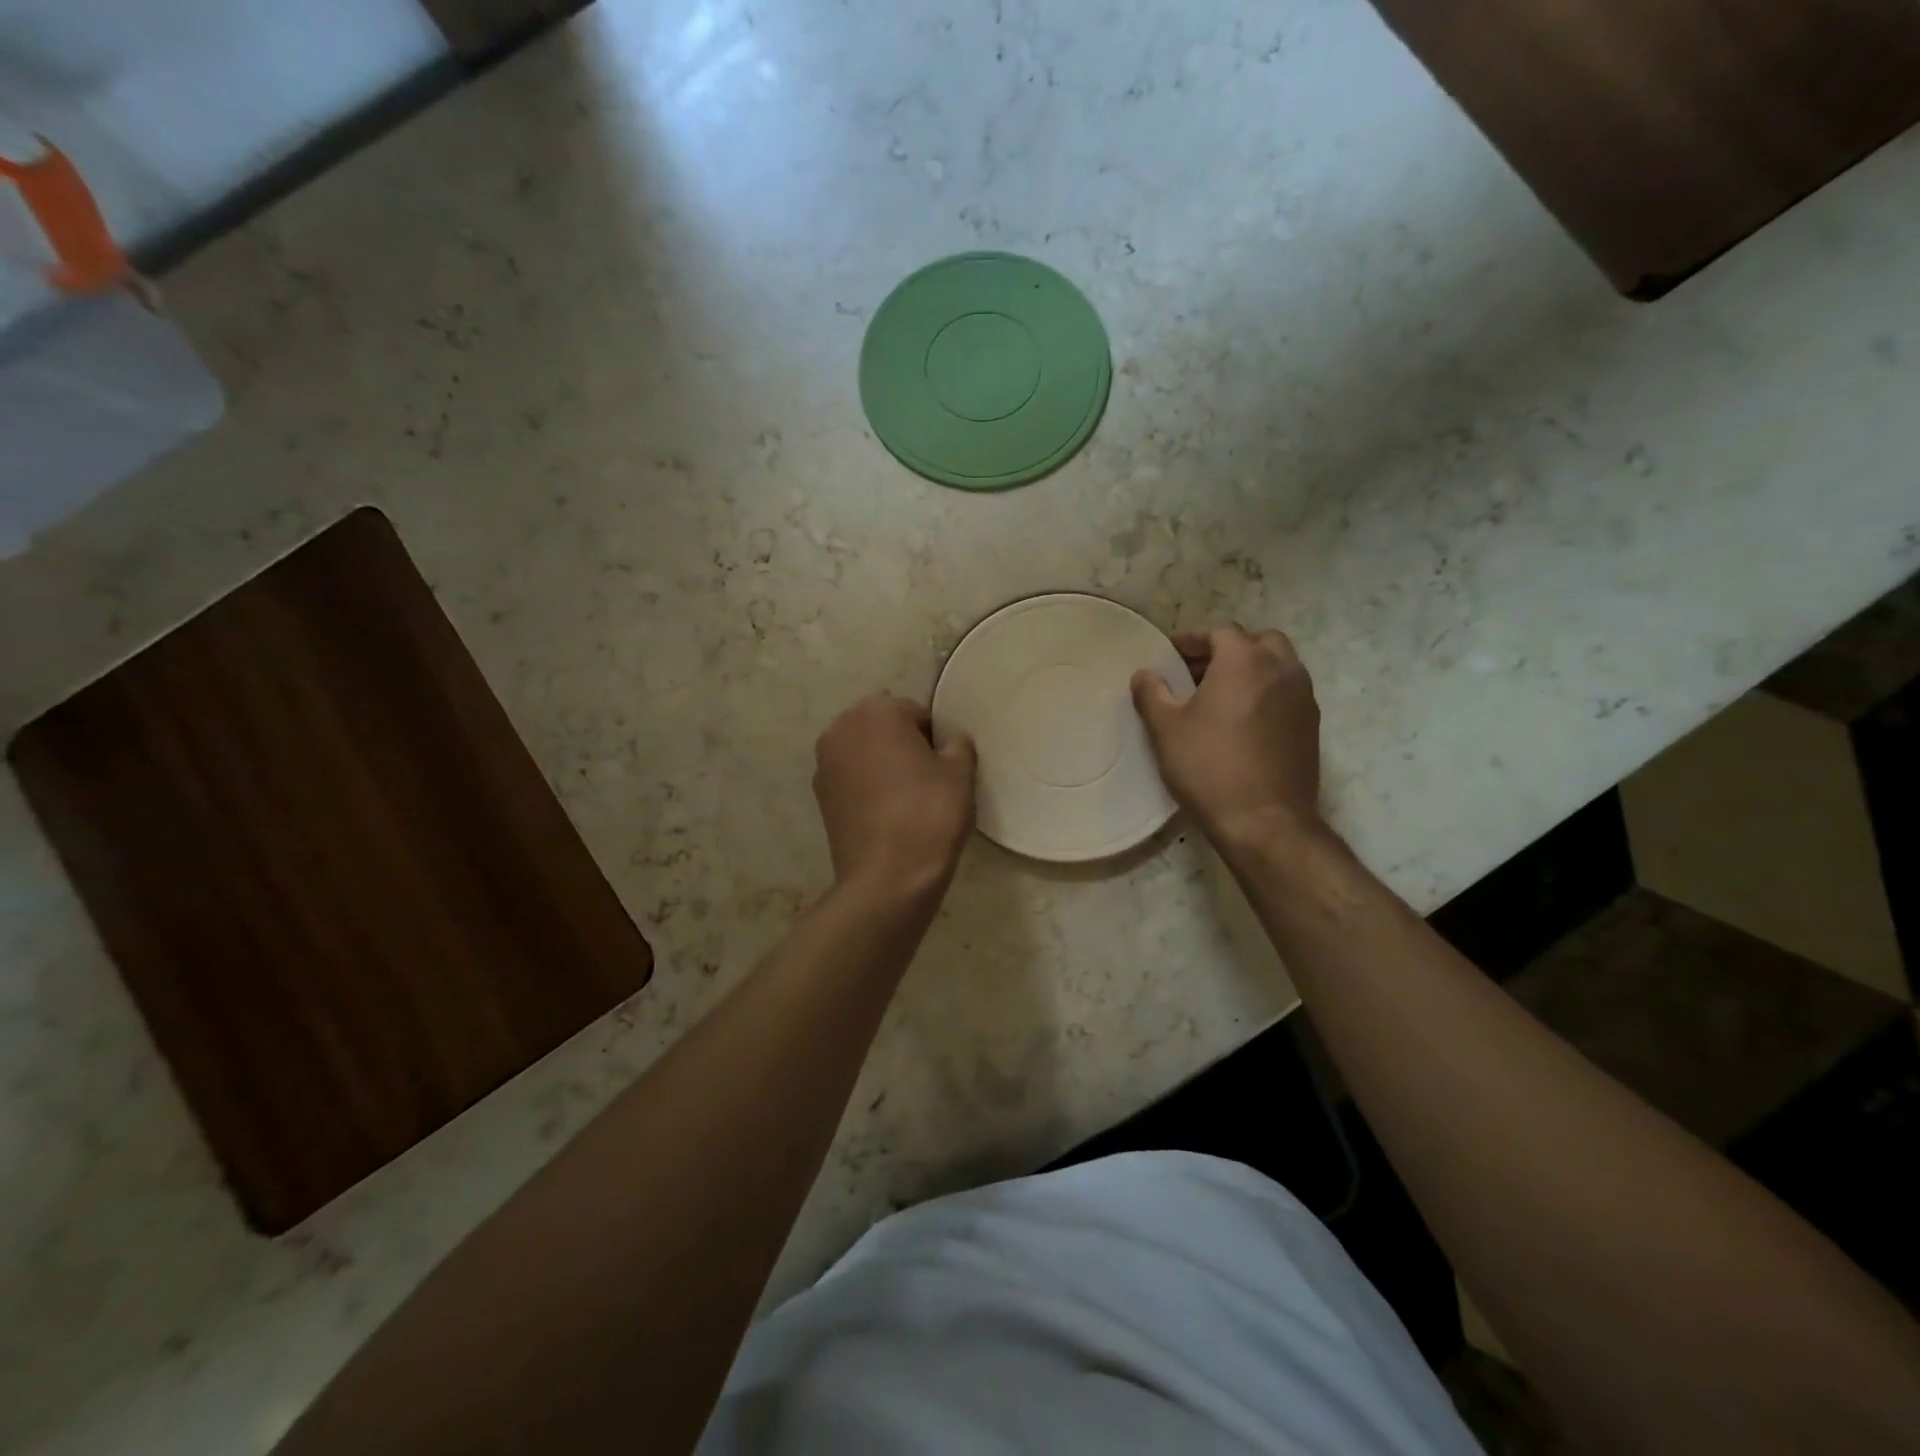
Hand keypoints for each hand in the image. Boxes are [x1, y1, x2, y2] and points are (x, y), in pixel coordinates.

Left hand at [813, 695, 976, 896]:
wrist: (888, 878)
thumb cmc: (929, 814)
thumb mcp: (960, 772)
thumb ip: (958, 743)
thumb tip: (947, 742)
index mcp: (877, 711)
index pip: (917, 714)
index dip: (936, 741)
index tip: (945, 770)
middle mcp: (841, 728)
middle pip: (885, 728)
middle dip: (905, 747)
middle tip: (928, 782)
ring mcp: (825, 762)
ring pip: (866, 753)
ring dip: (884, 765)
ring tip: (907, 800)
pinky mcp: (820, 795)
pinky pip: (852, 779)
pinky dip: (868, 787)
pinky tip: (887, 815)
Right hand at [1131, 626, 1323, 850]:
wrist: (1265, 822)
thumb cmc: (1209, 767)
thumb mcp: (1166, 729)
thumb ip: (1152, 693)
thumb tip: (1145, 674)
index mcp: (1245, 660)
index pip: (1218, 631)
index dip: (1191, 640)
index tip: (1169, 656)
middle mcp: (1282, 669)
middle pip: (1256, 641)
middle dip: (1227, 649)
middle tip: (1198, 672)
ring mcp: (1303, 697)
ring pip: (1277, 665)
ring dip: (1250, 670)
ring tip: (1219, 697)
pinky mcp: (1312, 725)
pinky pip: (1287, 693)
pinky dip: (1266, 693)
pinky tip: (1242, 723)